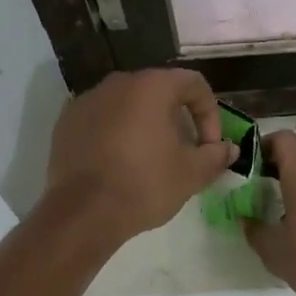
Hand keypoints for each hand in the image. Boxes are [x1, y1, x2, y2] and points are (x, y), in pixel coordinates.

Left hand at [44, 69, 236, 241]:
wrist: (84, 212)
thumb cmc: (145, 185)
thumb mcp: (192, 174)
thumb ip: (215, 156)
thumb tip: (229, 149)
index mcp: (152, 86)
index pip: (193, 84)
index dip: (210, 113)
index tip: (209, 146)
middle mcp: (118, 82)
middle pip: (158, 91)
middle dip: (177, 118)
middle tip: (183, 151)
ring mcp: (87, 100)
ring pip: (127, 105)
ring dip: (145, 125)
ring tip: (150, 158)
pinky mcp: (66, 121)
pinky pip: (101, 119)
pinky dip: (115, 133)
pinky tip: (118, 162)